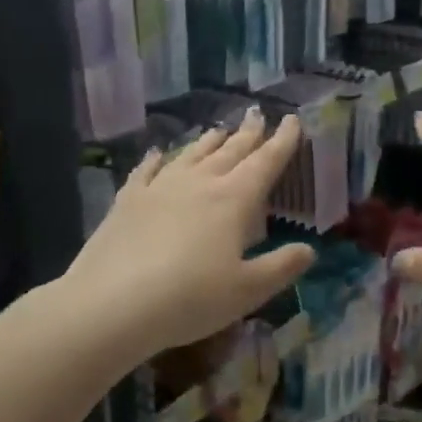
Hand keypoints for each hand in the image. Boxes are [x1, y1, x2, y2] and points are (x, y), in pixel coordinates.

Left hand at [58, 111, 316, 364]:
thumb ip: (281, 267)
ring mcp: (160, 189)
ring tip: (219, 130)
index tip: (292, 120)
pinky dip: (157, 159)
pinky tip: (158, 153)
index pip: (266, 162)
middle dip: (248, 134)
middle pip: (230, 151)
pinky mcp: (128, 202)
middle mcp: (199, 184)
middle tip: (258, 116)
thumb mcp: (248, 290)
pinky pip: (146, 171)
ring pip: (191, 155)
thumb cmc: (190, 298)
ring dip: (209, 142)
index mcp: (233, 200)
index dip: (282, 141)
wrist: (111, 304)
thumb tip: (309, 250)